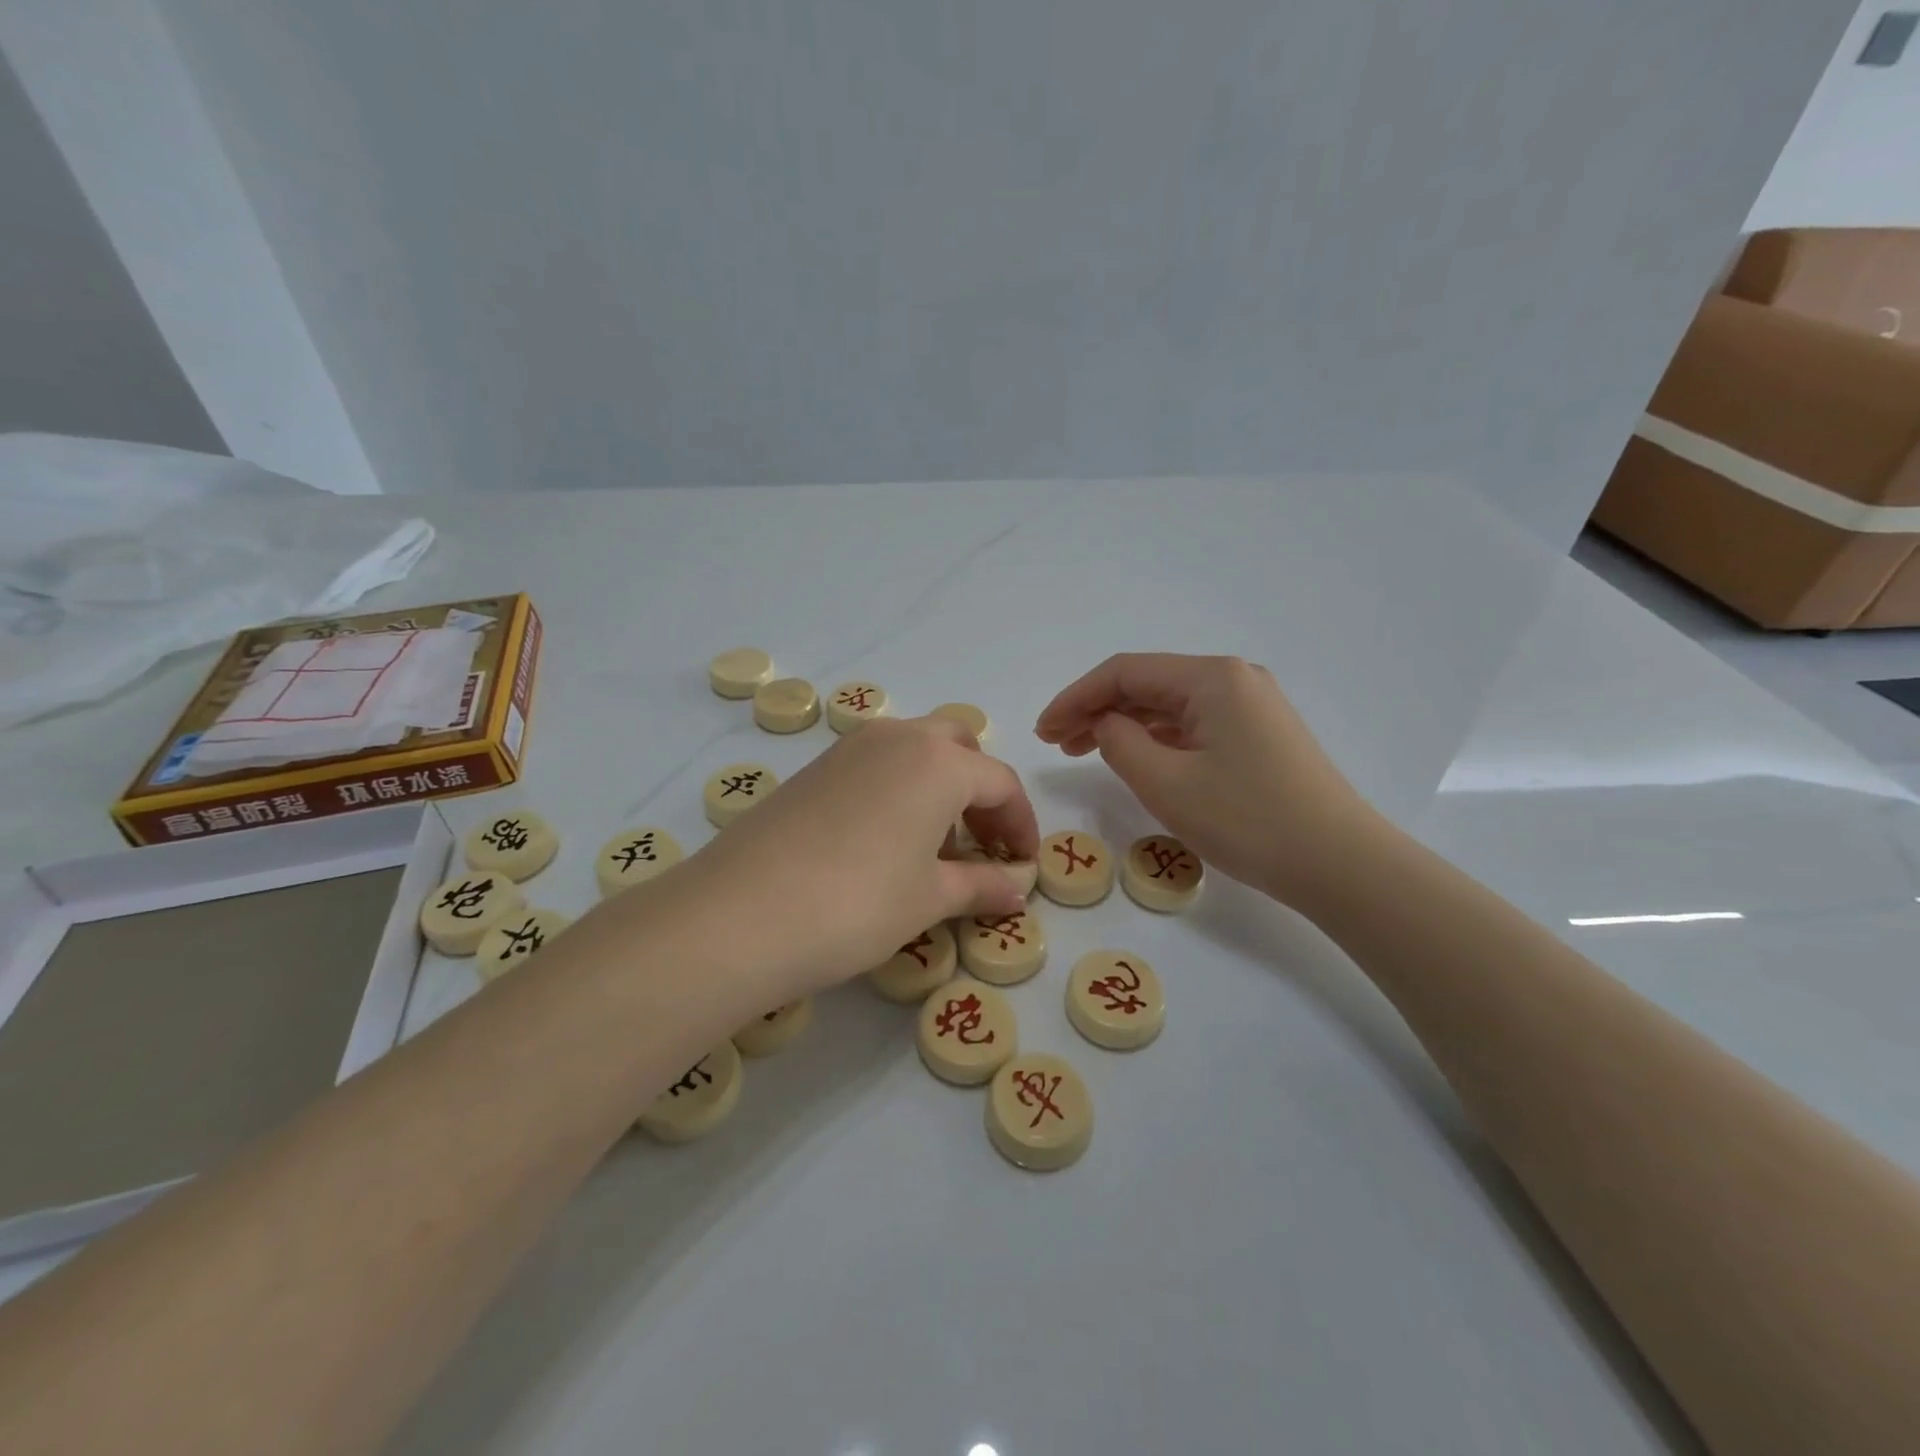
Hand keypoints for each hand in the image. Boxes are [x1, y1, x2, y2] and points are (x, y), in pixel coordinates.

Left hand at [674, 717, 1038, 997]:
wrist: (738, 915)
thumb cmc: (857, 904)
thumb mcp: (929, 899)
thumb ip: (982, 886)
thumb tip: (1017, 888)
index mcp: (938, 762)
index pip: (1001, 783)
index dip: (1021, 825)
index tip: (1024, 865)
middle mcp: (897, 738)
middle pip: (958, 748)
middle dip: (980, 791)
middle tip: (982, 844)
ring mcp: (848, 748)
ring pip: (914, 751)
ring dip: (939, 787)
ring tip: (934, 848)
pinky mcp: (813, 769)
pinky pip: (875, 765)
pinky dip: (899, 790)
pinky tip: (885, 843)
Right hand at [1034, 654, 1374, 907]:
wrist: (1340, 864)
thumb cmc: (1247, 819)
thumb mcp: (1166, 782)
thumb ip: (1119, 741)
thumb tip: (1105, 723)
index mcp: (1211, 677)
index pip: (1124, 672)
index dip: (1075, 697)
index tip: (1042, 730)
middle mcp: (1233, 678)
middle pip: (1147, 684)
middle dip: (1096, 709)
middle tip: (1056, 742)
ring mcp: (1251, 705)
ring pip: (1170, 705)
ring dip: (1124, 723)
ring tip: (1082, 750)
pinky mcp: (1259, 734)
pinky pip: (1193, 724)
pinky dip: (1156, 737)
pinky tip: (1134, 755)